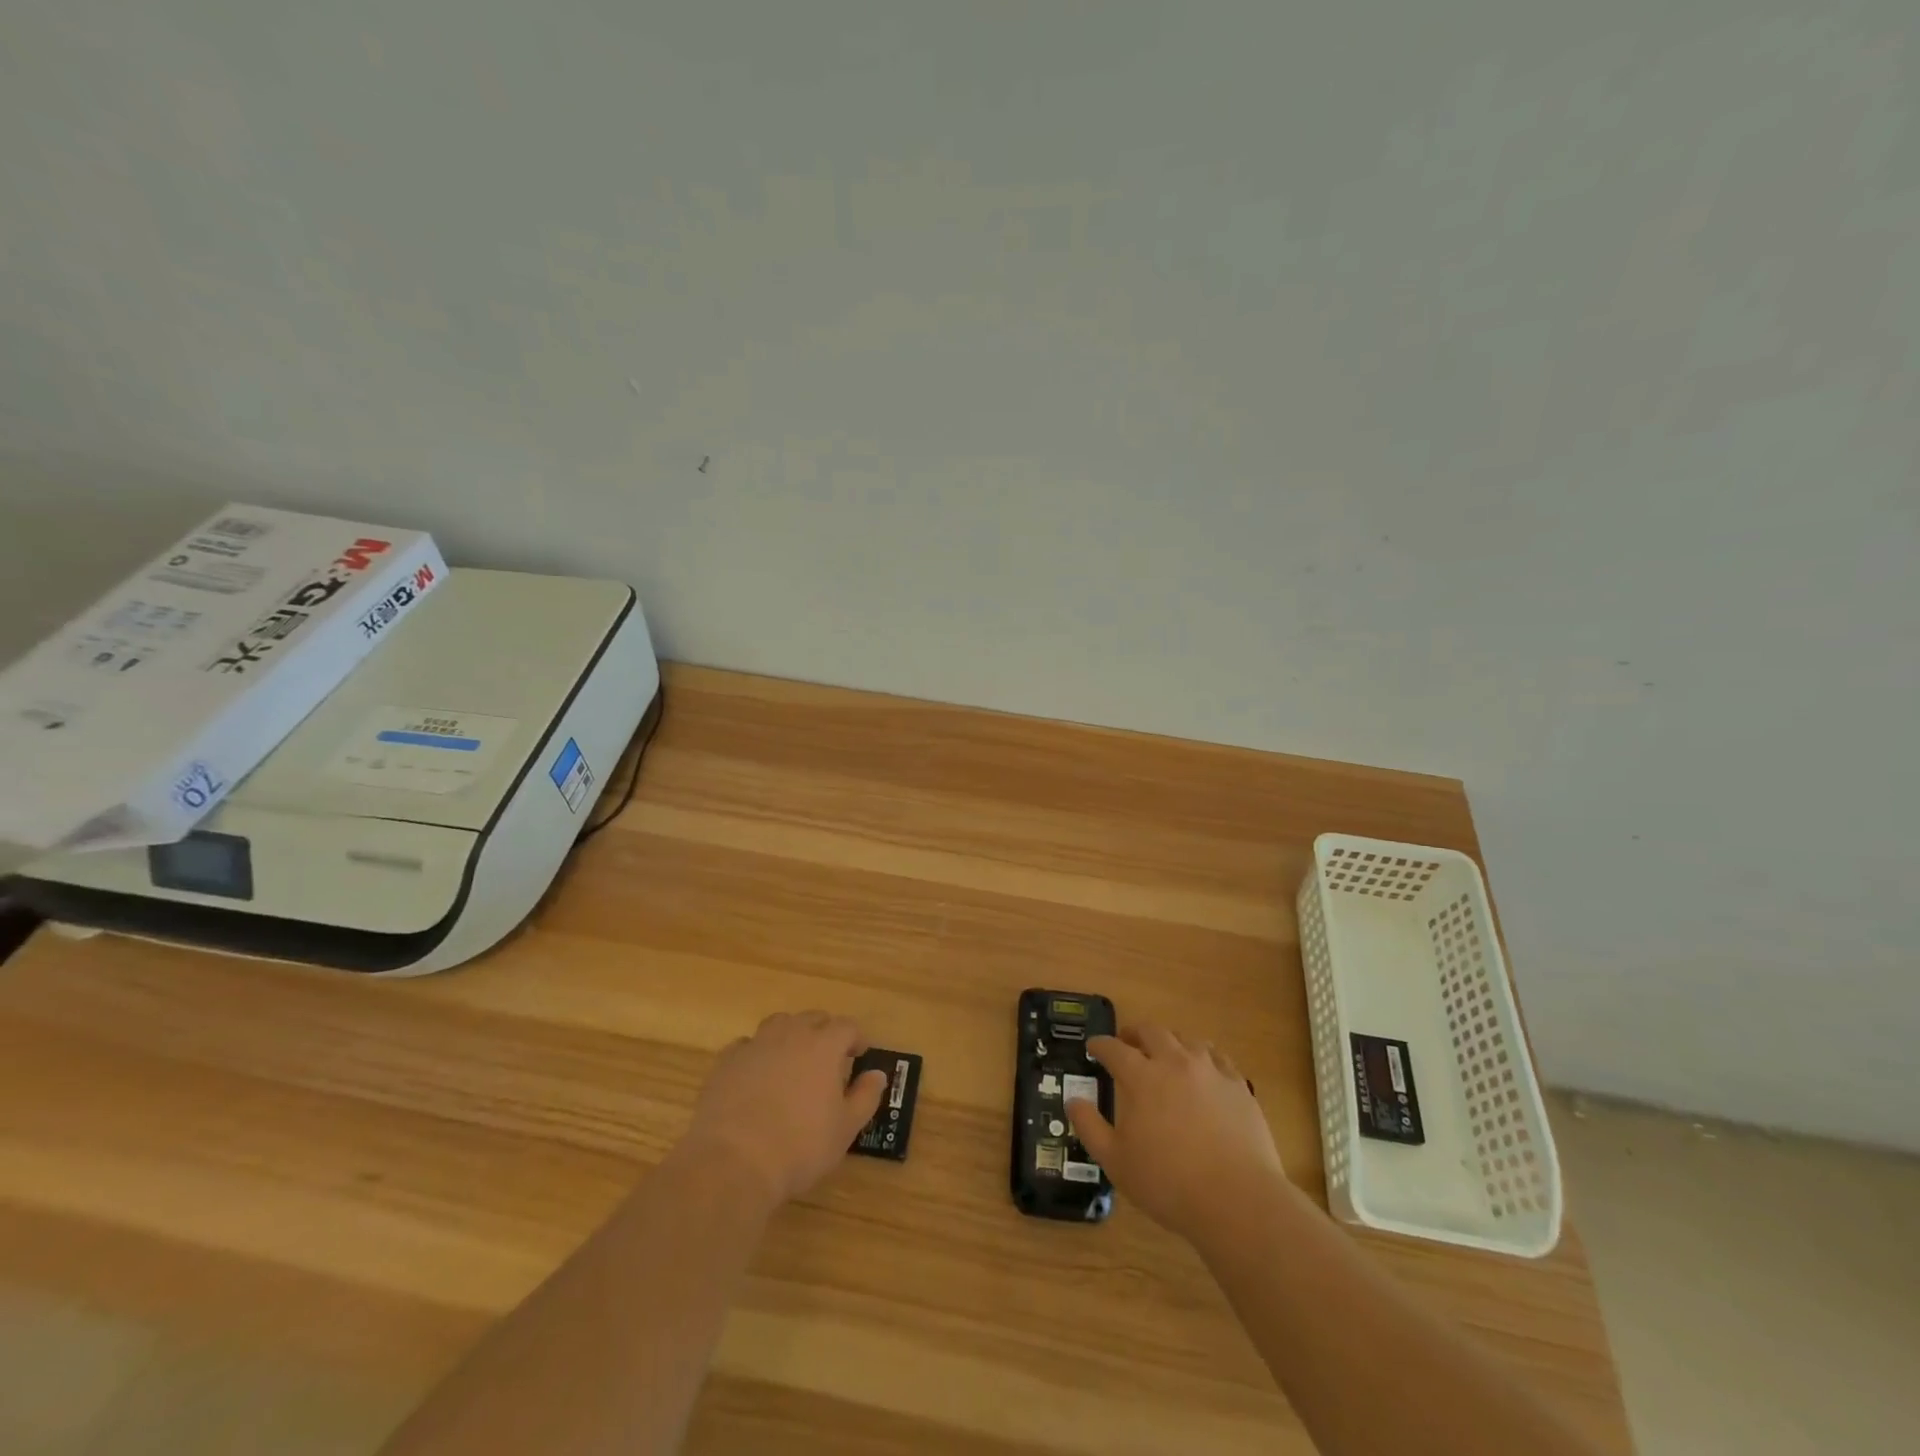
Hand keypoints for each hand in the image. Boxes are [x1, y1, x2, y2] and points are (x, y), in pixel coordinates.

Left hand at [682, 1012, 887, 1208]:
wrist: (733, 1162)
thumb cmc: (799, 1147)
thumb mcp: (845, 1129)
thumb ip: (865, 1097)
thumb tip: (877, 1074)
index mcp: (823, 1046)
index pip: (846, 1026)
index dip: (856, 1037)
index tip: (860, 1054)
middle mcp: (790, 1035)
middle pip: (812, 1018)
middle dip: (825, 1031)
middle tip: (829, 1056)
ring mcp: (755, 1045)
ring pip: (778, 1024)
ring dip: (790, 1034)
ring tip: (793, 1058)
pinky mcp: (726, 1062)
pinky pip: (746, 1045)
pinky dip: (757, 1052)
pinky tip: (757, 1073)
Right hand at [1065, 1025, 1286, 1243]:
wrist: (1237, 1201)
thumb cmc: (1169, 1183)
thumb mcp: (1116, 1162)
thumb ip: (1090, 1127)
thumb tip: (1073, 1100)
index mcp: (1142, 1078)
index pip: (1114, 1049)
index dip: (1100, 1045)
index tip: (1093, 1047)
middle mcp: (1175, 1063)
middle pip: (1152, 1032)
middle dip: (1134, 1033)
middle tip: (1127, 1042)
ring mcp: (1210, 1071)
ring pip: (1187, 1039)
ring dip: (1170, 1042)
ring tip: (1166, 1054)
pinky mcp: (1238, 1085)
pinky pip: (1218, 1058)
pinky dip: (1204, 1057)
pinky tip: (1204, 1070)